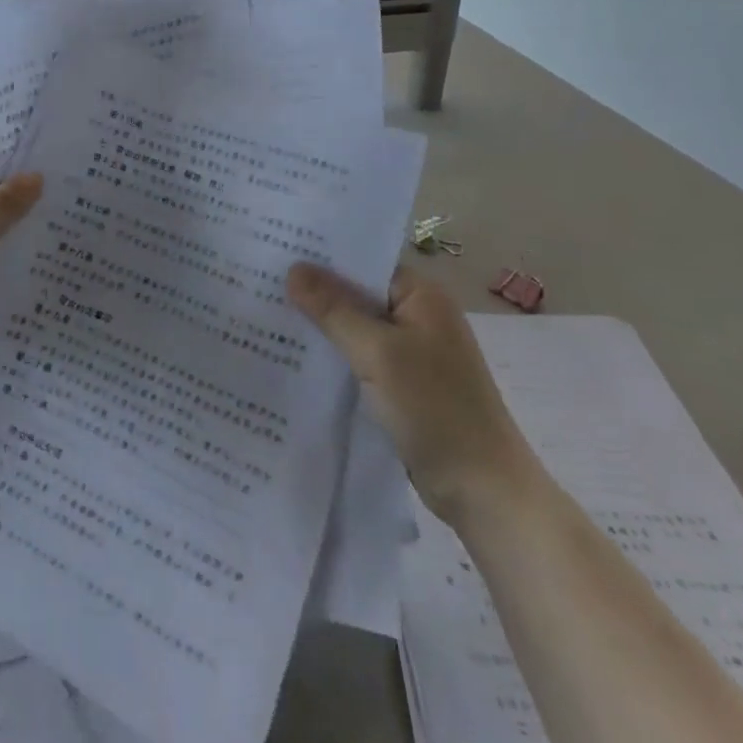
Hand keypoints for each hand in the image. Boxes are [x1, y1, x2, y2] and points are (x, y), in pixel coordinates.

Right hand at [287, 261, 539, 525]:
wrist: (484, 493)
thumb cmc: (436, 410)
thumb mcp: (378, 353)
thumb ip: (334, 309)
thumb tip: (293, 268)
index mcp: (421, 296)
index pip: (363, 262)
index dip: (322, 256)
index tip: (276, 250)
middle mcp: (418, 317)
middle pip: (357, 294)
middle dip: (315, 292)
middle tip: (259, 281)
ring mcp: (411, 354)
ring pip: (355, 329)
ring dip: (321, 327)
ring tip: (266, 314)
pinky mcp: (403, 387)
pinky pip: (359, 359)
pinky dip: (334, 357)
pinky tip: (295, 358)